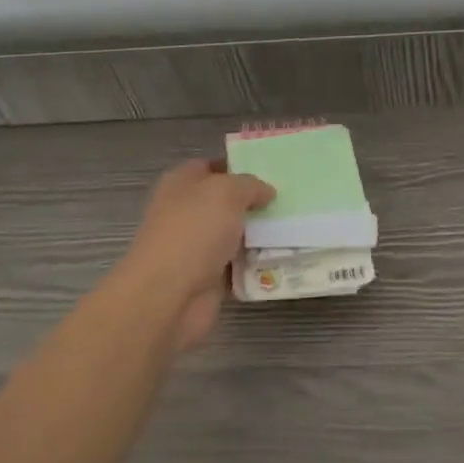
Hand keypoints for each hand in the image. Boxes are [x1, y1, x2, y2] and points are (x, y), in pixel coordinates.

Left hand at [111, 159, 273, 348]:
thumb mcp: (226, 192)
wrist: (168, 296)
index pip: (212, 167)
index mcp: (182, 184)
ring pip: (234, 234)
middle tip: (290, 199)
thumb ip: (250, 185)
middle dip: (255, 202)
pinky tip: (284, 257)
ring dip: (259, 234)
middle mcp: (186, 212)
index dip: (239, 166)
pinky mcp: (207, 277)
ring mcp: (196, 246)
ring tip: (295, 226)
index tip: (272, 171)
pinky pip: (238, 265)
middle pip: (226, 202)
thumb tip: (265, 192)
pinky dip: (256, 264)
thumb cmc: (193, 232)